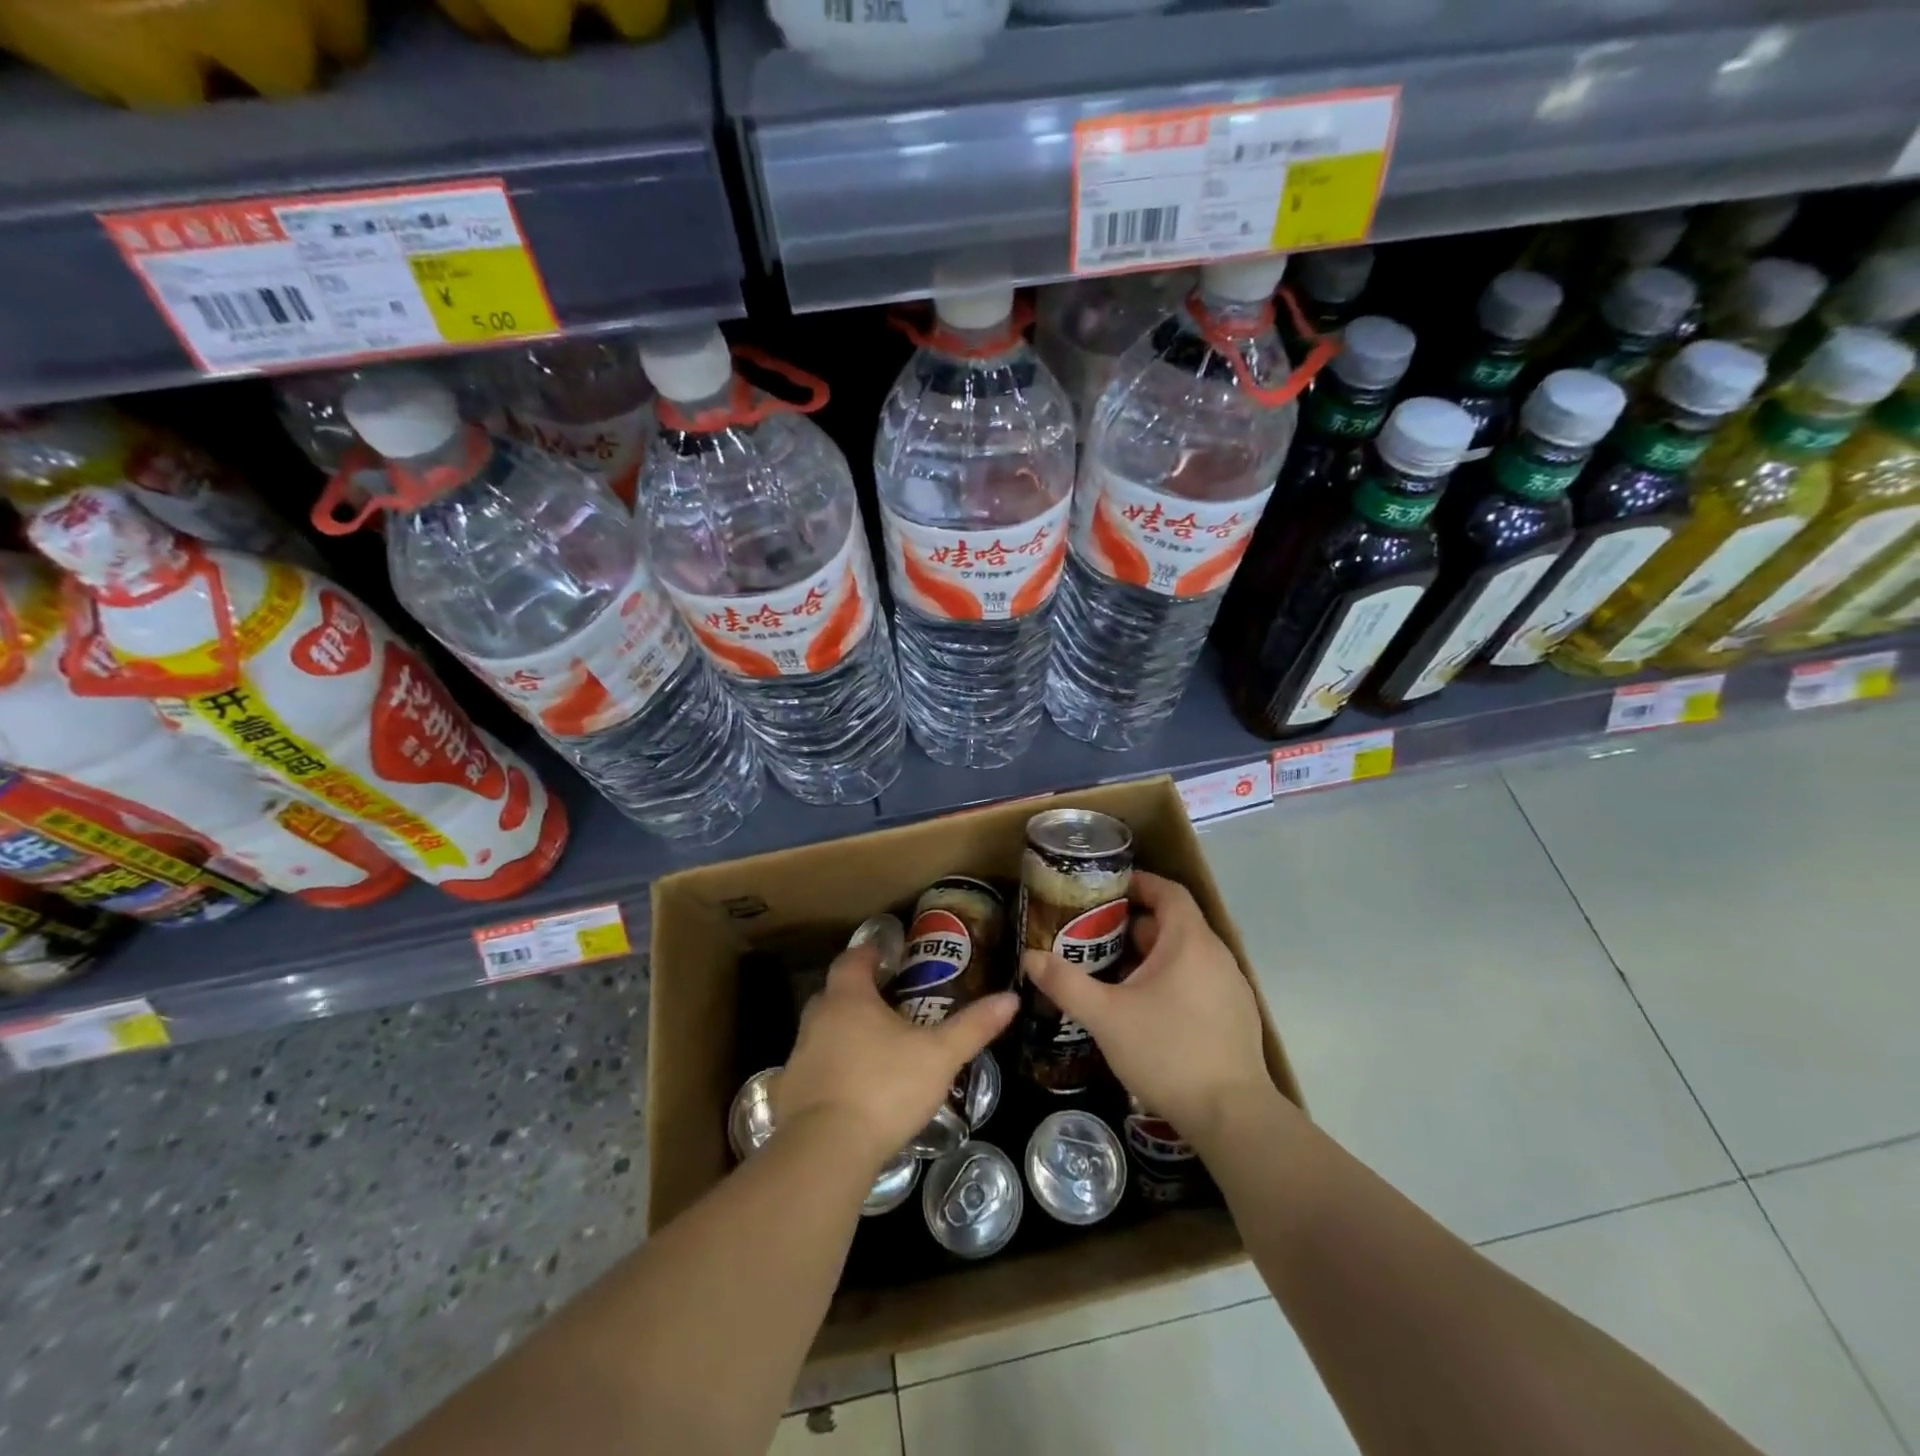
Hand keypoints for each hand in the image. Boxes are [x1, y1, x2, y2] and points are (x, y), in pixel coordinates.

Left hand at [774, 944, 1016, 1172]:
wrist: (826, 1150)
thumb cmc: (885, 1088)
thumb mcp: (939, 1056)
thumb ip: (973, 1026)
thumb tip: (1011, 997)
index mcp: (849, 999)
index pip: (852, 960)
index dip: (868, 953)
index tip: (885, 956)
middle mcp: (817, 1019)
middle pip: (834, 994)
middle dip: (856, 994)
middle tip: (886, 1003)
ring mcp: (798, 1057)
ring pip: (821, 1032)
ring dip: (841, 1033)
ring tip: (872, 1048)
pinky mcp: (788, 1094)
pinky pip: (810, 1071)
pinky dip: (828, 1072)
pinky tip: (848, 1091)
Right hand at [1021, 871, 1276, 1147]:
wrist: (1232, 1117)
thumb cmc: (1167, 1052)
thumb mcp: (1105, 1016)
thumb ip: (1066, 983)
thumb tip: (1030, 957)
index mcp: (1189, 942)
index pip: (1169, 891)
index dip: (1139, 882)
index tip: (1106, 888)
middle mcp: (1216, 956)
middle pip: (1174, 923)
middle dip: (1133, 924)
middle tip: (1095, 934)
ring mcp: (1231, 987)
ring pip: (1186, 955)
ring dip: (1151, 955)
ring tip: (1112, 971)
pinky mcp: (1235, 1017)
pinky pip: (1198, 981)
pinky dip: (1171, 980)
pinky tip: (1145, 1009)